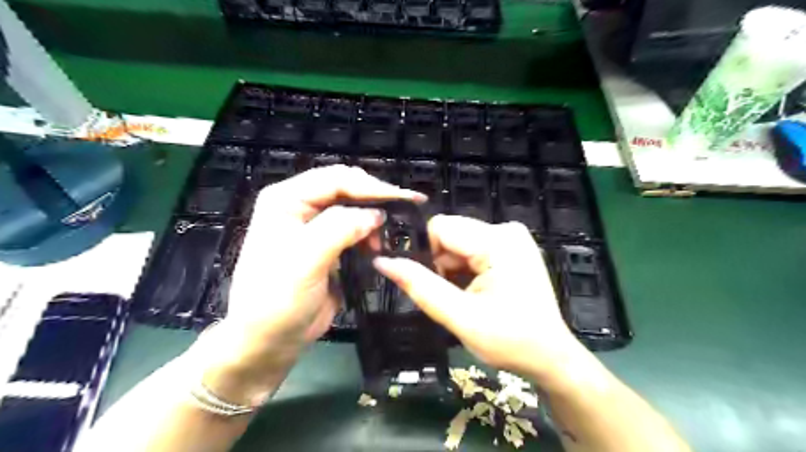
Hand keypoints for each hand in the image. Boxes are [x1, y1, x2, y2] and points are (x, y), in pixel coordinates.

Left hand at [191, 167, 423, 406]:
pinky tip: (378, 246)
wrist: (267, 340)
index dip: (372, 186)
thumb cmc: (277, 300)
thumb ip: (340, 229)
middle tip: (406, 212)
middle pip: (346, 189)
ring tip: (385, 240)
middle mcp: (300, 206)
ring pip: (353, 208)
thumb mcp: (306, 261)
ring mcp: (314, 226)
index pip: (336, 180)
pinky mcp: (327, 246)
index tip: (405, 199)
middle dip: (375, 200)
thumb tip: (376, 214)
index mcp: (286, 199)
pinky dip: (370, 235)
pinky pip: (354, 230)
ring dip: (373, 220)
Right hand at [371, 216, 586, 388]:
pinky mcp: (511, 247)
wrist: (551, 357)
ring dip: (452, 269)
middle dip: (440, 264)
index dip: (425, 254)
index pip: (440, 228)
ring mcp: (511, 237)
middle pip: (450, 234)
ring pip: (459, 243)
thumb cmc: (510, 341)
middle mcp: (507, 229)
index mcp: (498, 241)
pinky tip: (475, 292)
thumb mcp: (460, 317)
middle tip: (450, 296)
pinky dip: (464, 269)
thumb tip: (382, 262)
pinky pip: (473, 249)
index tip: (429, 284)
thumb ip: (420, 286)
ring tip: (464, 298)